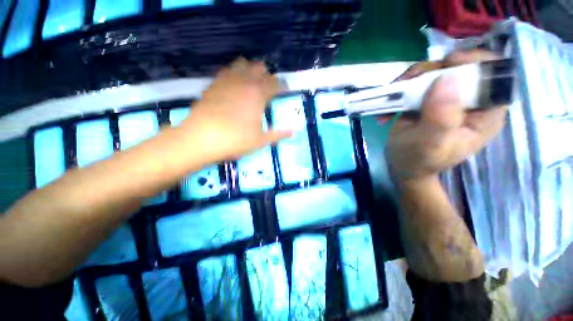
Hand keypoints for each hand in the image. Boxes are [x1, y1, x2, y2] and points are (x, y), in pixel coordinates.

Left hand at [181, 58, 291, 161]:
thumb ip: (278, 134)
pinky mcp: (213, 84)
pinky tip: (234, 82)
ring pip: (242, 64)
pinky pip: (226, 71)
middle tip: (270, 84)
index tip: (286, 89)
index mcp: (258, 95)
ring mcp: (227, 81)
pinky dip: (234, 73)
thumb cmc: (236, 140)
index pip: (275, 84)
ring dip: (250, 69)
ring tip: (253, 79)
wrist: (202, 138)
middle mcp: (244, 82)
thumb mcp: (261, 140)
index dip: (282, 86)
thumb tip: (293, 132)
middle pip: (259, 69)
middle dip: (267, 74)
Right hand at [385, 50, 507, 182]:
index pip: (496, 76)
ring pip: (437, 70)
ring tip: (394, 96)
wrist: (402, 165)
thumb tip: (446, 80)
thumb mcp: (429, 145)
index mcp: (485, 114)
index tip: (448, 64)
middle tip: (409, 82)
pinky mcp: (430, 99)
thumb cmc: (418, 161)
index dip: (476, 62)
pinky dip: (402, 89)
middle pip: (462, 67)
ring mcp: (449, 98)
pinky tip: (390, 107)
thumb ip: (440, 118)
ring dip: (412, 79)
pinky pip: (419, 81)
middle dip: (433, 70)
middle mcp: (471, 101)